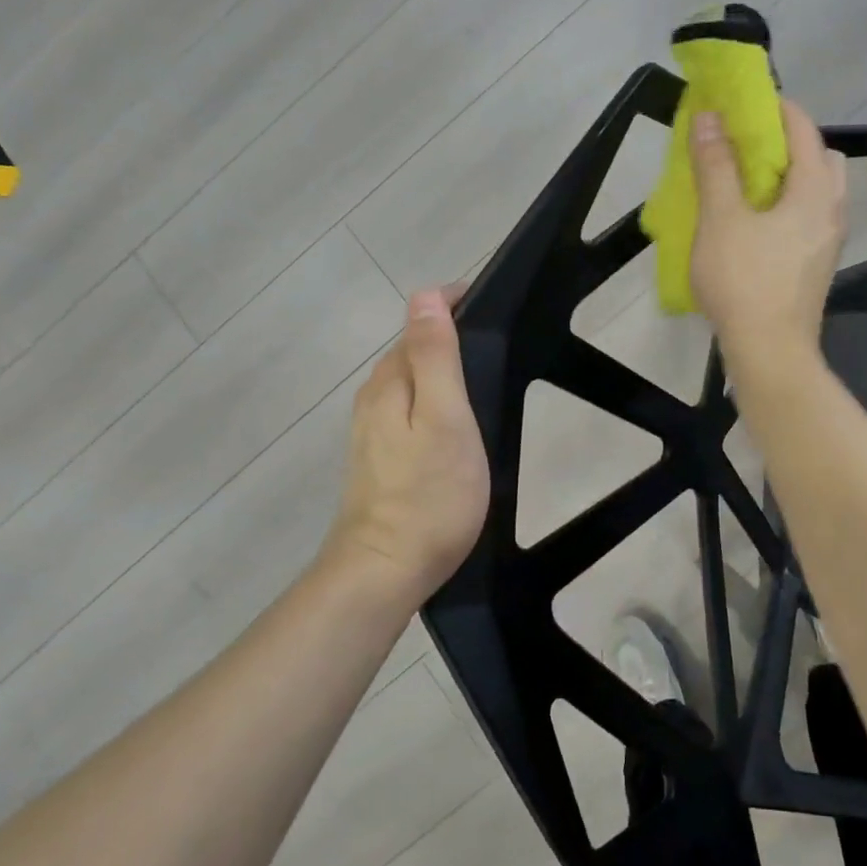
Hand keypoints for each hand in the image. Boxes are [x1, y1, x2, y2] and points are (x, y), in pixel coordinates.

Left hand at [325, 287, 488, 602]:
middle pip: (411, 349)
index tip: (489, 304)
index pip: (418, 320)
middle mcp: (373, 398)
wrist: (385, 570)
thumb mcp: (445, 418)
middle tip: (495, 340)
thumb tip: (425, 295)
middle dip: (447, 333)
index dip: (450, 304)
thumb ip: (435, 356)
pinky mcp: (378, 458)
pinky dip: (432, 399)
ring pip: (409, 380)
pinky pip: (407, 409)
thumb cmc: (429, 494)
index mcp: (390, 382)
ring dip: (439, 367)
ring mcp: (371, 430)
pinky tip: (455, 421)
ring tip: (482, 376)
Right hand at [690, 99, 847, 361]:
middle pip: (822, 159)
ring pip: (818, 192)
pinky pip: (809, 219)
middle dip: (791, 143)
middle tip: (751, 146)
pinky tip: (756, 223)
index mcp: (814, 192)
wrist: (770, 352)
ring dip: (790, 177)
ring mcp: (828, 242)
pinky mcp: (817, 266)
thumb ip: (715, 165)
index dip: (776, 108)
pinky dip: (789, 206)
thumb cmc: (744, 281)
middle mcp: (831, 211)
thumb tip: (708, 118)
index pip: (804, 130)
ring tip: (749, 184)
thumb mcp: (720, 219)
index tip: (745, 101)